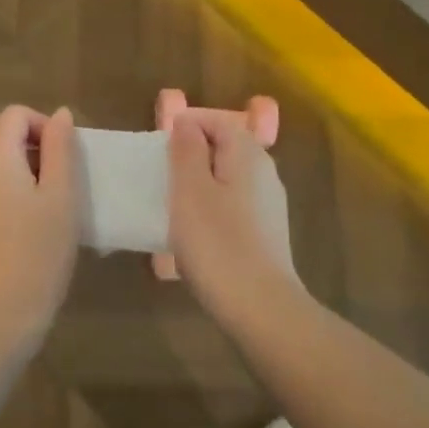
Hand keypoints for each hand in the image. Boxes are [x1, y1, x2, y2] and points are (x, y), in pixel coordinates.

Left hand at [0, 105, 78, 342]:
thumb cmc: (37, 250)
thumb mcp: (61, 194)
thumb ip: (61, 147)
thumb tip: (60, 114)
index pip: (16, 114)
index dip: (46, 126)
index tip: (67, 160)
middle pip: (5, 140)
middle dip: (39, 154)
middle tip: (66, 191)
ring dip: (27, 178)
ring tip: (52, 213)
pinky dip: (12, 197)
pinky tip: (31, 231)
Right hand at [167, 113, 301, 313]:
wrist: (259, 307)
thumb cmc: (217, 242)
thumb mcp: (190, 190)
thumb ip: (187, 150)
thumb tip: (186, 123)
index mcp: (248, 154)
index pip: (217, 120)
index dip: (187, 126)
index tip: (159, 149)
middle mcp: (264, 172)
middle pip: (224, 148)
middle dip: (190, 157)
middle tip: (161, 177)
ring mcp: (268, 205)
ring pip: (227, 179)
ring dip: (198, 186)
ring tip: (170, 207)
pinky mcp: (266, 233)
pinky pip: (232, 206)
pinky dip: (210, 210)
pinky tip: (193, 236)